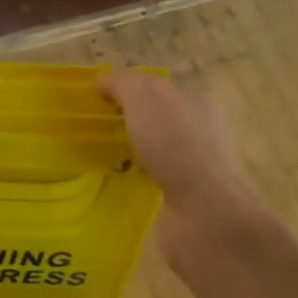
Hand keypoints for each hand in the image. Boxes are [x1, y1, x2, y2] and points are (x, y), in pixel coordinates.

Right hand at [99, 70, 270, 263]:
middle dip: (127, 122)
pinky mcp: (186, 201)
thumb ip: (122, 83)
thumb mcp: (143, 97)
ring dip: (130, 153)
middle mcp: (201, 133)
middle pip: (156, 119)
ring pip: (155, 153)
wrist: (205, 214)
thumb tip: (102, 82)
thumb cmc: (176, 145)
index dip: (127, 90)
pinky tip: (115, 184)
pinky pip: (153, 183)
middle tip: (92, 130)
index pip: (157, 88)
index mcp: (198, 102)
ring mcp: (196, 170)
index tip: (96, 101)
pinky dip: (135, 181)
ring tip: (98, 159)